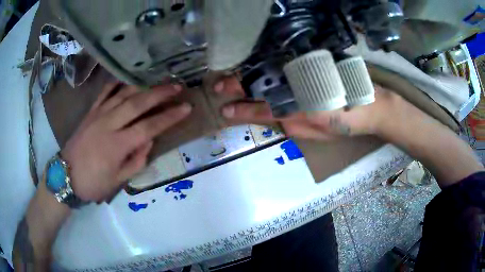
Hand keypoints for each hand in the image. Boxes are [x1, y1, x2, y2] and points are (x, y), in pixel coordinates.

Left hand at [61, 83, 191, 201]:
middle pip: (138, 103)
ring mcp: (98, 115)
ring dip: (143, 85)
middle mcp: (109, 124)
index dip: (169, 117)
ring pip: (123, 93)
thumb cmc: (93, 183)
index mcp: (117, 145)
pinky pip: (105, 92)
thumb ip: (136, 161)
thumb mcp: (118, 180)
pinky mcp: (90, 111)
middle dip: (160, 93)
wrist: (65, 175)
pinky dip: (117, 83)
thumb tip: (148, 142)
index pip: (149, 127)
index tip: (186, 107)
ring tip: (158, 79)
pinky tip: (127, 78)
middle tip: (177, 85)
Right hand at [214, 76, 398, 139]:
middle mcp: (297, 89)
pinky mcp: (312, 61)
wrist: (371, 104)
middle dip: (235, 87)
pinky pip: (284, 60)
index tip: (224, 111)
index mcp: (298, 112)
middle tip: (218, 88)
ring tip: (227, 76)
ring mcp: (304, 73)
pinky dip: (265, 60)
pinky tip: (253, 60)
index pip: (261, 111)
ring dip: (244, 73)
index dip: (241, 111)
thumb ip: (293, 126)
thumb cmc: (345, 124)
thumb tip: (274, 115)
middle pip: (260, 86)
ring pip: (268, 71)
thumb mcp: (318, 134)